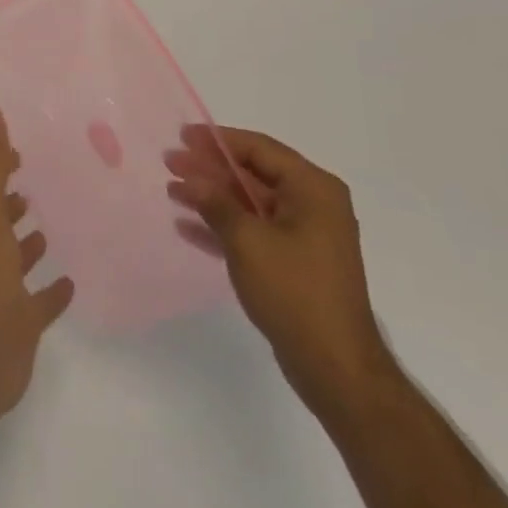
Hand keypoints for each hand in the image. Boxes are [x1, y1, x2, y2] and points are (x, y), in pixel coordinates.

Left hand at [0, 98, 74, 441]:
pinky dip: (51, 292)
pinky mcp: (21, 325)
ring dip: (28, 243)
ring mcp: (2, 291)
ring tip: (50, 224)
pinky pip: (39, 303)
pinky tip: (71, 282)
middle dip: (12, 202)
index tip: (18, 151)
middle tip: (35, 184)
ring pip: (15, 259)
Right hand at [166, 126, 391, 415]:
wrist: (337, 370)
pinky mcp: (296, 263)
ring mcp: (306, 235)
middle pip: (253, 175)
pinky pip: (255, 232)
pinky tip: (189, 227)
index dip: (218, 141)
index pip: (259, 149)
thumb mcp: (247, 241)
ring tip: (173, 192)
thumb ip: (216, 202)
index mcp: (313, 188)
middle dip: (210, 170)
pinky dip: (225, 227)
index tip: (182, 136)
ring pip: (250, 204)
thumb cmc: (295, 292)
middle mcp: (314, 204)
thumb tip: (190, 177)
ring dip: (213, 198)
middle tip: (171, 163)